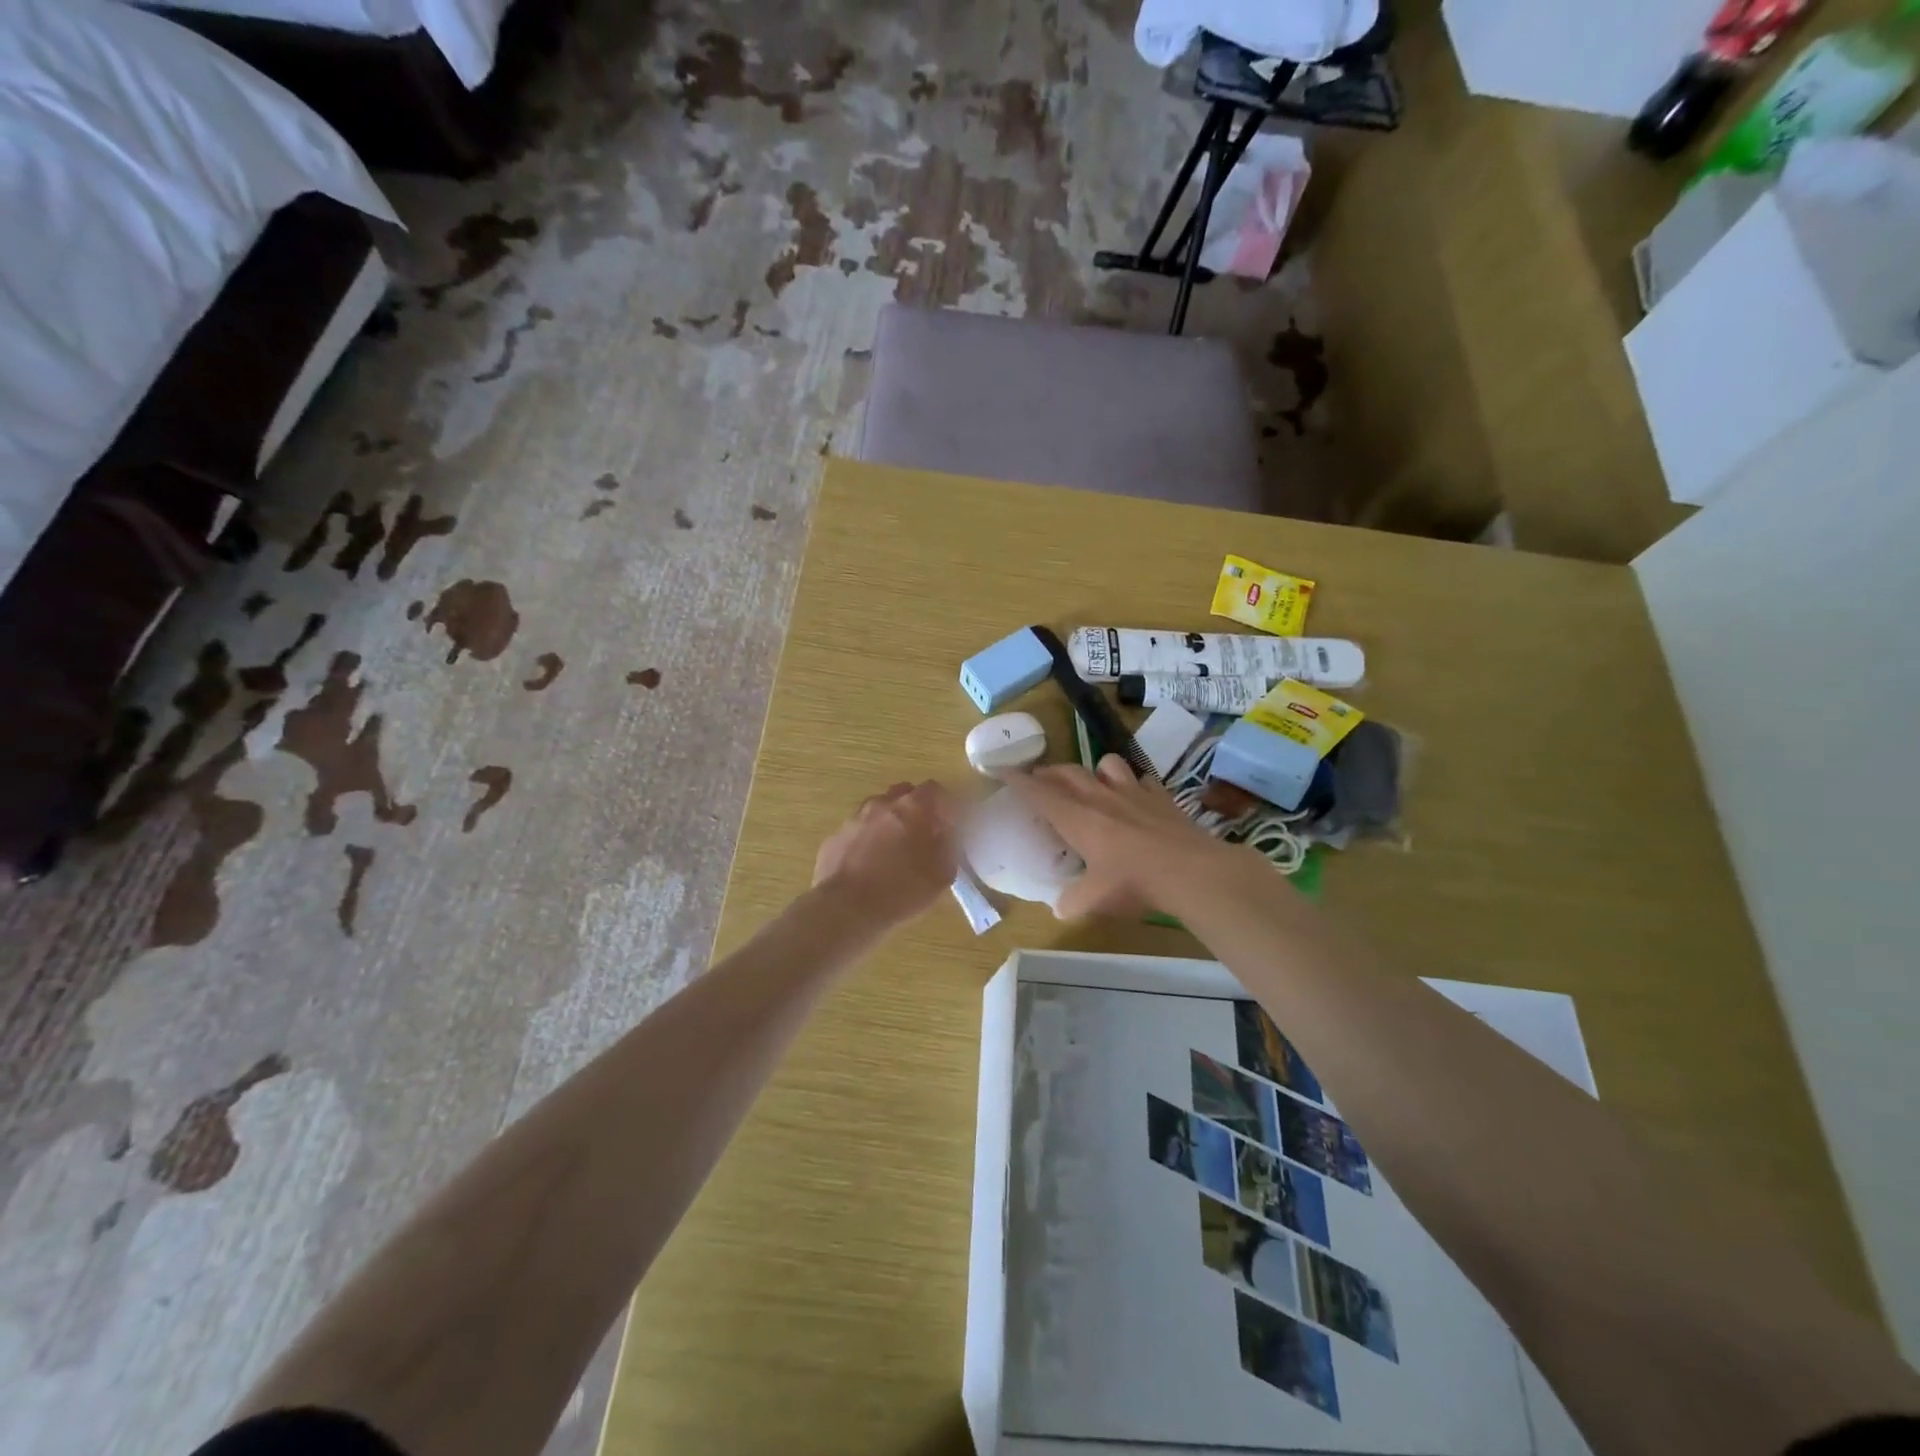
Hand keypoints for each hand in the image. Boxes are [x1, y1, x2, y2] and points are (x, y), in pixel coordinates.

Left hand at [813, 781, 960, 926]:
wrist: (845, 909)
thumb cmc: (901, 891)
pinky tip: (867, 866)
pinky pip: (857, 831)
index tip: (946, 825)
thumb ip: (948, 847)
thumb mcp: (942, 875)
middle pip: (903, 794)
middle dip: (914, 809)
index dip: (943, 805)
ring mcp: (854, 819)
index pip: (934, 789)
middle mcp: (881, 804)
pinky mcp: (834, 837)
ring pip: (877, 810)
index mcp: (912, 808)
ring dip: (888, 823)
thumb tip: (945, 835)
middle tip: (921, 835)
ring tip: (892, 852)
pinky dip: (865, 840)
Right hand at [1007, 755, 1231, 919]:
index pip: (1038, 792)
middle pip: (1067, 772)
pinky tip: (1136, 798)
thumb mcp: (1095, 899)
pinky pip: (1142, 780)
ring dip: (1094, 770)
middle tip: (1040, 778)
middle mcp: (1100, 796)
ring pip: (1107, 763)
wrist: (1190, 870)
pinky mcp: (1161, 796)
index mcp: (1077, 817)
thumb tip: (1060, 910)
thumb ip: (1072, 902)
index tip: (1002, 770)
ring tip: (1093, 783)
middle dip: (1049, 772)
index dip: (1018, 780)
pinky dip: (1134, 785)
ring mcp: (1133, 792)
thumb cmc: (1133, 881)